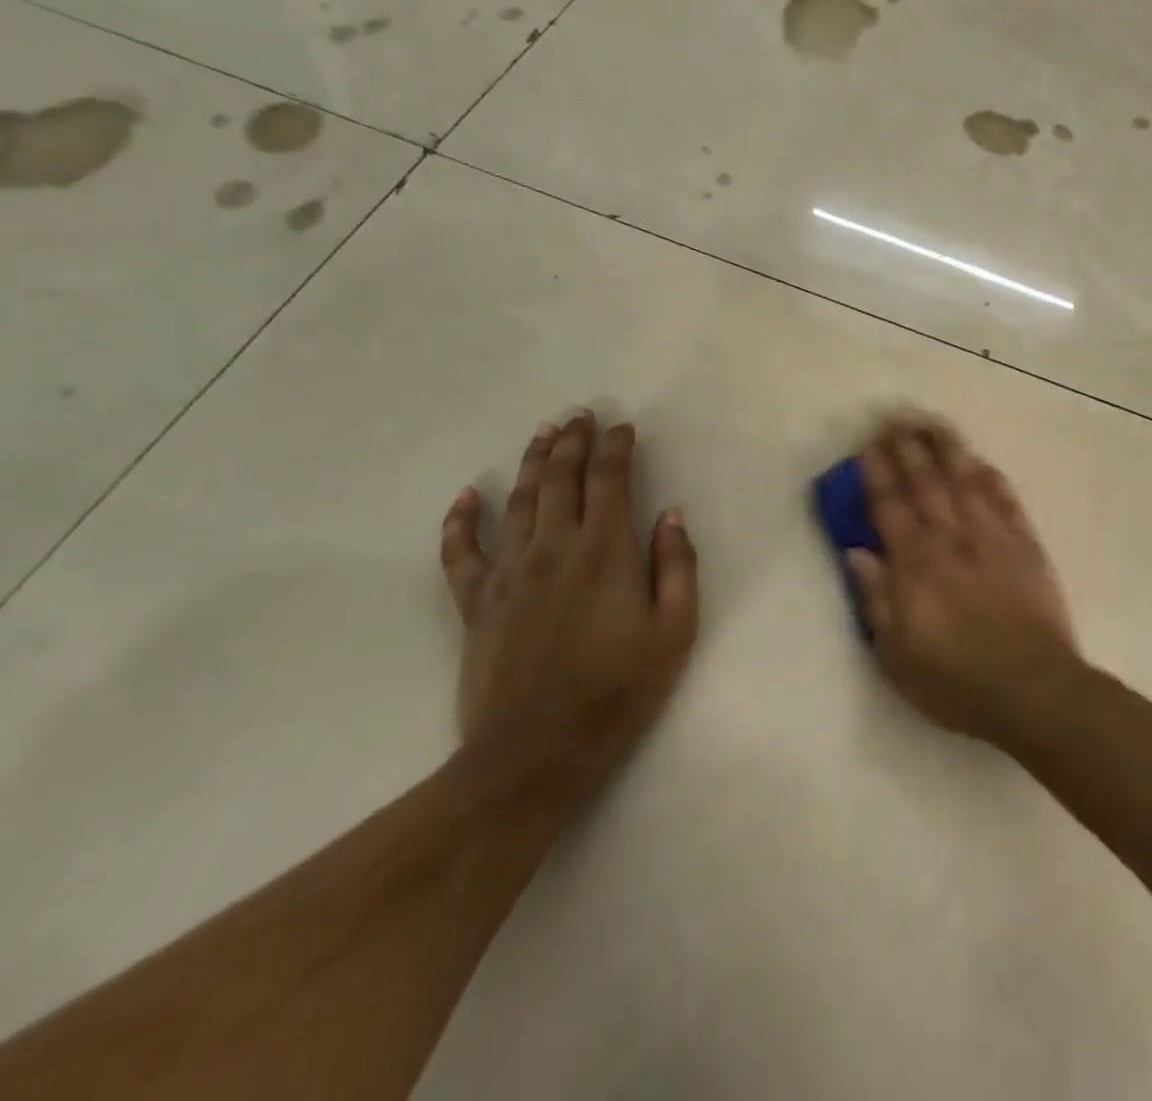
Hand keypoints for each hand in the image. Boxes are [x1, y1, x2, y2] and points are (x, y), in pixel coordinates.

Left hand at [439, 412, 699, 779]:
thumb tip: (671, 515)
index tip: (623, 427)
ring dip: (531, 462)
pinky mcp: (475, 603)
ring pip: (518, 501)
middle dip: (572, 441)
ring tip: (543, 433)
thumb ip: (676, 565)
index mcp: (606, 552)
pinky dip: (461, 520)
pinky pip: (460, 552)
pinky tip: (466, 496)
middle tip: (580, 414)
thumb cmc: (620, 689)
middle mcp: (554, 548)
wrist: (537, 751)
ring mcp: (509, 573)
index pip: (610, 480)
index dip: (616, 447)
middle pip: (560, 478)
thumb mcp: (675, 629)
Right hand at [847, 415, 1083, 745]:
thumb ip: (876, 597)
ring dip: (948, 449)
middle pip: (927, 482)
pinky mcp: (1026, 545)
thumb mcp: (897, 654)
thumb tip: (856, 551)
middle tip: (896, 418)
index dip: (878, 473)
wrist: (1032, 689)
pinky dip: (992, 479)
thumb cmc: (955, 680)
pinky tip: (982, 462)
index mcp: (916, 563)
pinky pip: (1007, 501)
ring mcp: (993, 537)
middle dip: (909, 447)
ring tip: (934, 423)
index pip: (890, 506)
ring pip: (967, 480)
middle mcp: (952, 538)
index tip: (869, 446)